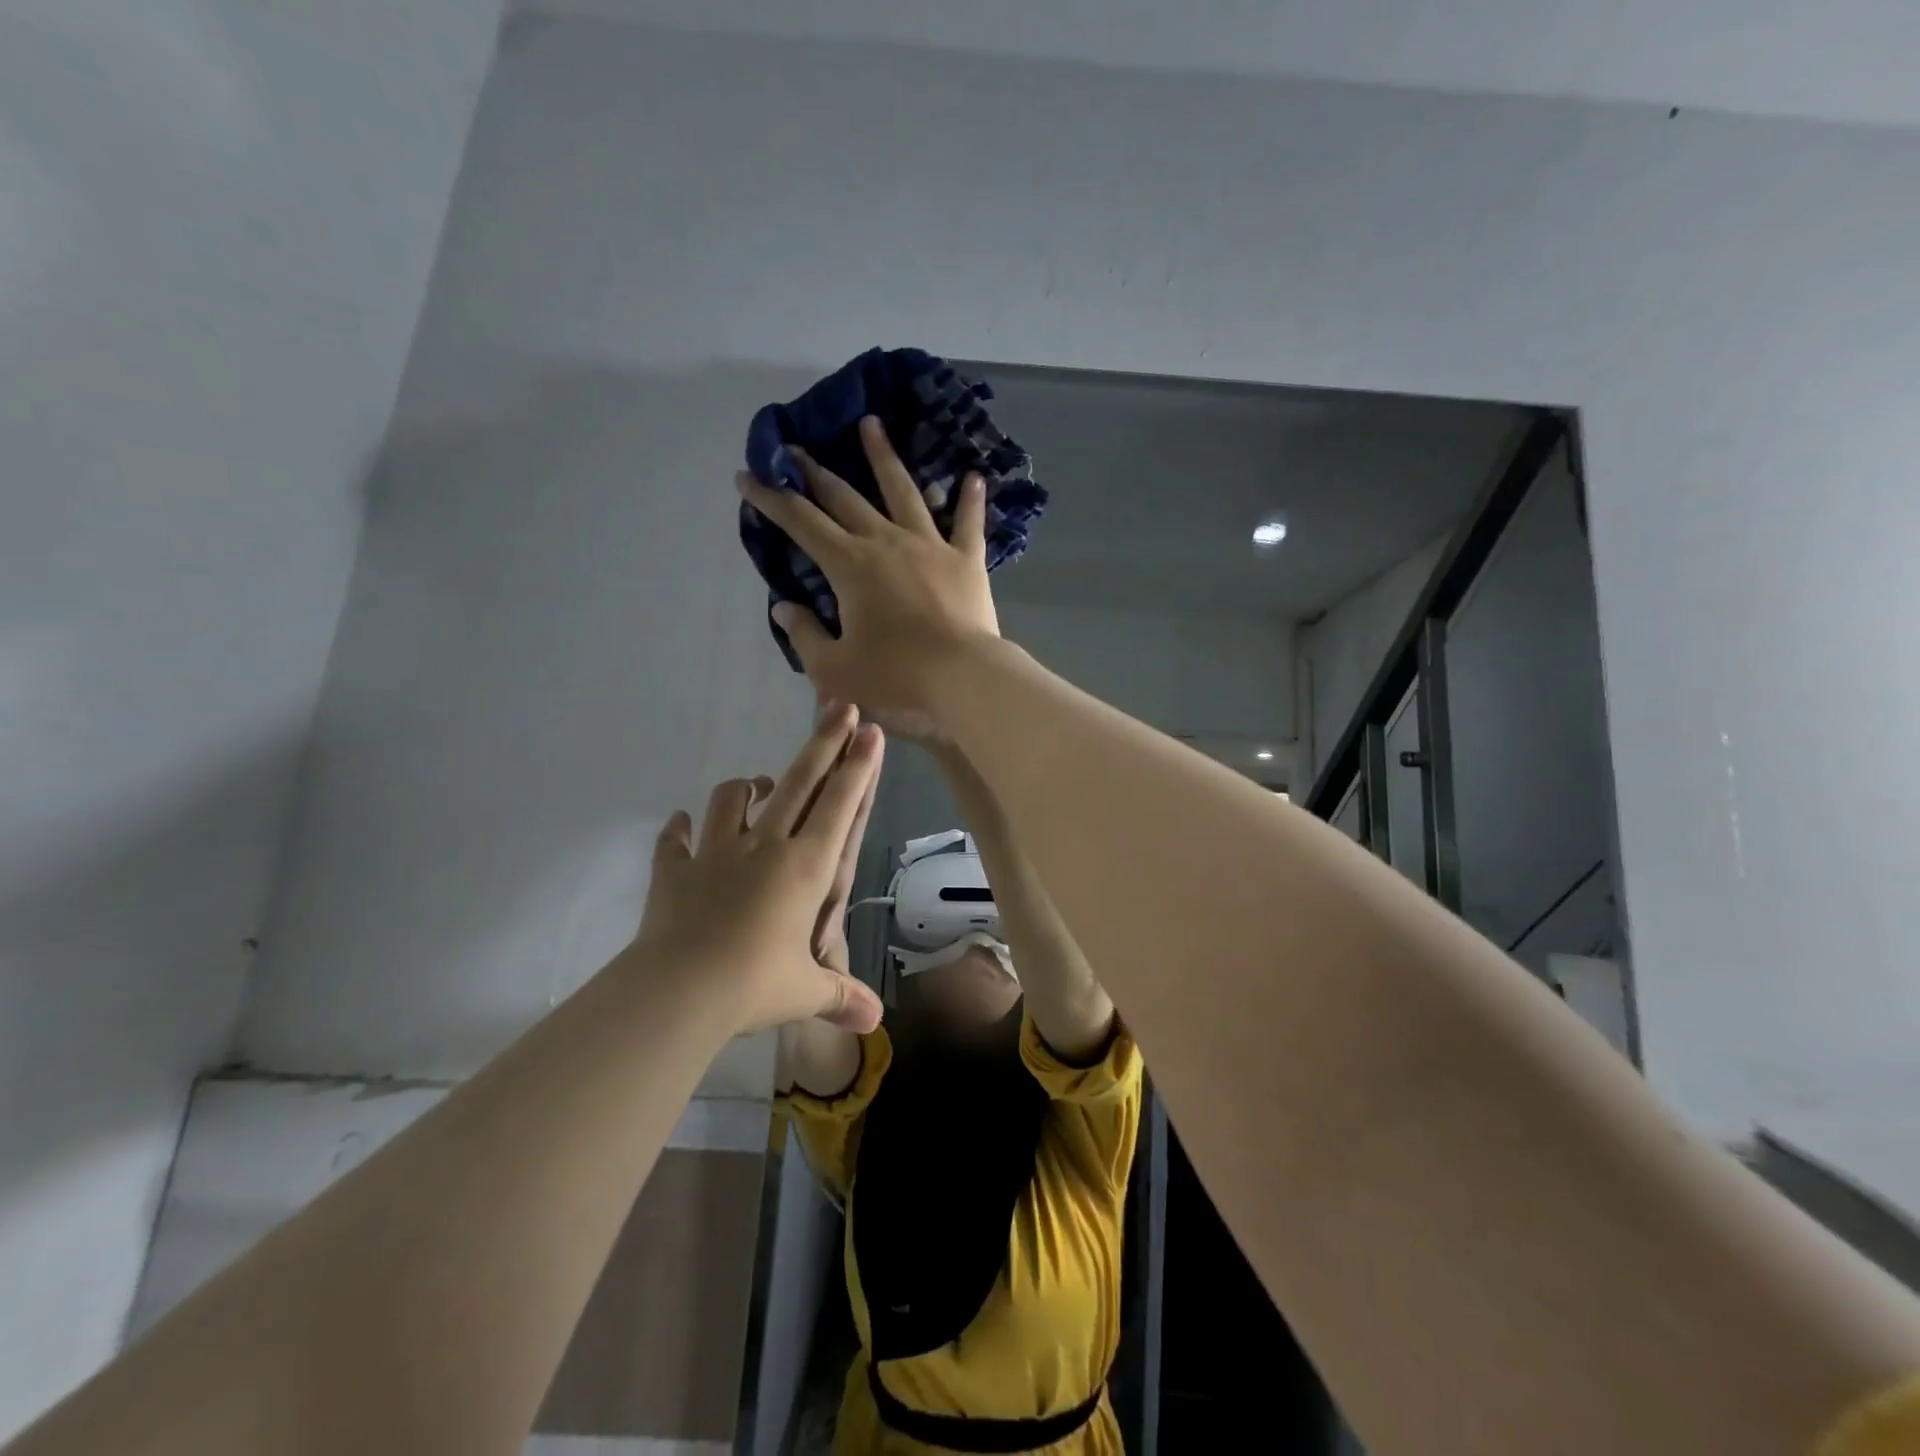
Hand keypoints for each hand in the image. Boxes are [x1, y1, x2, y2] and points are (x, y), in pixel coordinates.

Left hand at [635, 706, 884, 1034]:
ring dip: (748, 786)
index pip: (839, 805)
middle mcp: (765, 846)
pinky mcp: (675, 870)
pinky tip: (683, 825)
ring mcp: (716, 853)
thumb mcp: (805, 991)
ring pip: (733, 799)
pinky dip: (680, 830)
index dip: (858, 766)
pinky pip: (676, 841)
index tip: (869, 730)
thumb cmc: (754, 984)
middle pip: (798, 782)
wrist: (678, 991)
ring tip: (758, 785)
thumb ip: (840, 997)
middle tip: (838, 708)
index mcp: (804, 867)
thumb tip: (874, 1023)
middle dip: (823, 743)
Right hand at [736, 415, 998, 737]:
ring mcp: (931, 545)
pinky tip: (973, 476)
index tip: (748, 476)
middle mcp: (887, 542)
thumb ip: (804, 635)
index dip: (770, 498)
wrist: (963, 678)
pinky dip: (970, 500)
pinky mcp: (967, 560)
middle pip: (845, 498)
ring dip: (883, 457)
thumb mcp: (834, 668)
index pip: (800, 522)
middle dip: (815, 472)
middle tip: (796, 449)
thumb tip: (783, 607)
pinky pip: (968, 523)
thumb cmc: (895, 675)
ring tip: (871, 424)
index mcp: (850, 566)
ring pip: (904, 491)